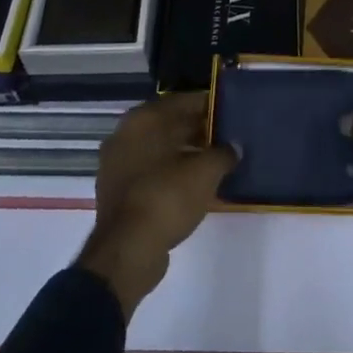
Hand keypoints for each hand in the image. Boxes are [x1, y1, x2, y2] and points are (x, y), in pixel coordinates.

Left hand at [78, 91, 235, 316]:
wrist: (127, 251)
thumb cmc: (167, 197)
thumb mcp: (205, 172)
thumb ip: (223, 153)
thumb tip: (234, 147)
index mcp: (144, 119)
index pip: (183, 101)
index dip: (210, 106)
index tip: (232, 112)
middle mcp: (126, 134)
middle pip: (169, 124)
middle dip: (198, 130)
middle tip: (228, 137)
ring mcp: (117, 163)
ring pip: (160, 149)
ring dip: (186, 153)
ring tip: (216, 161)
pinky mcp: (117, 190)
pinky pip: (151, 171)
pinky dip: (171, 172)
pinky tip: (195, 184)